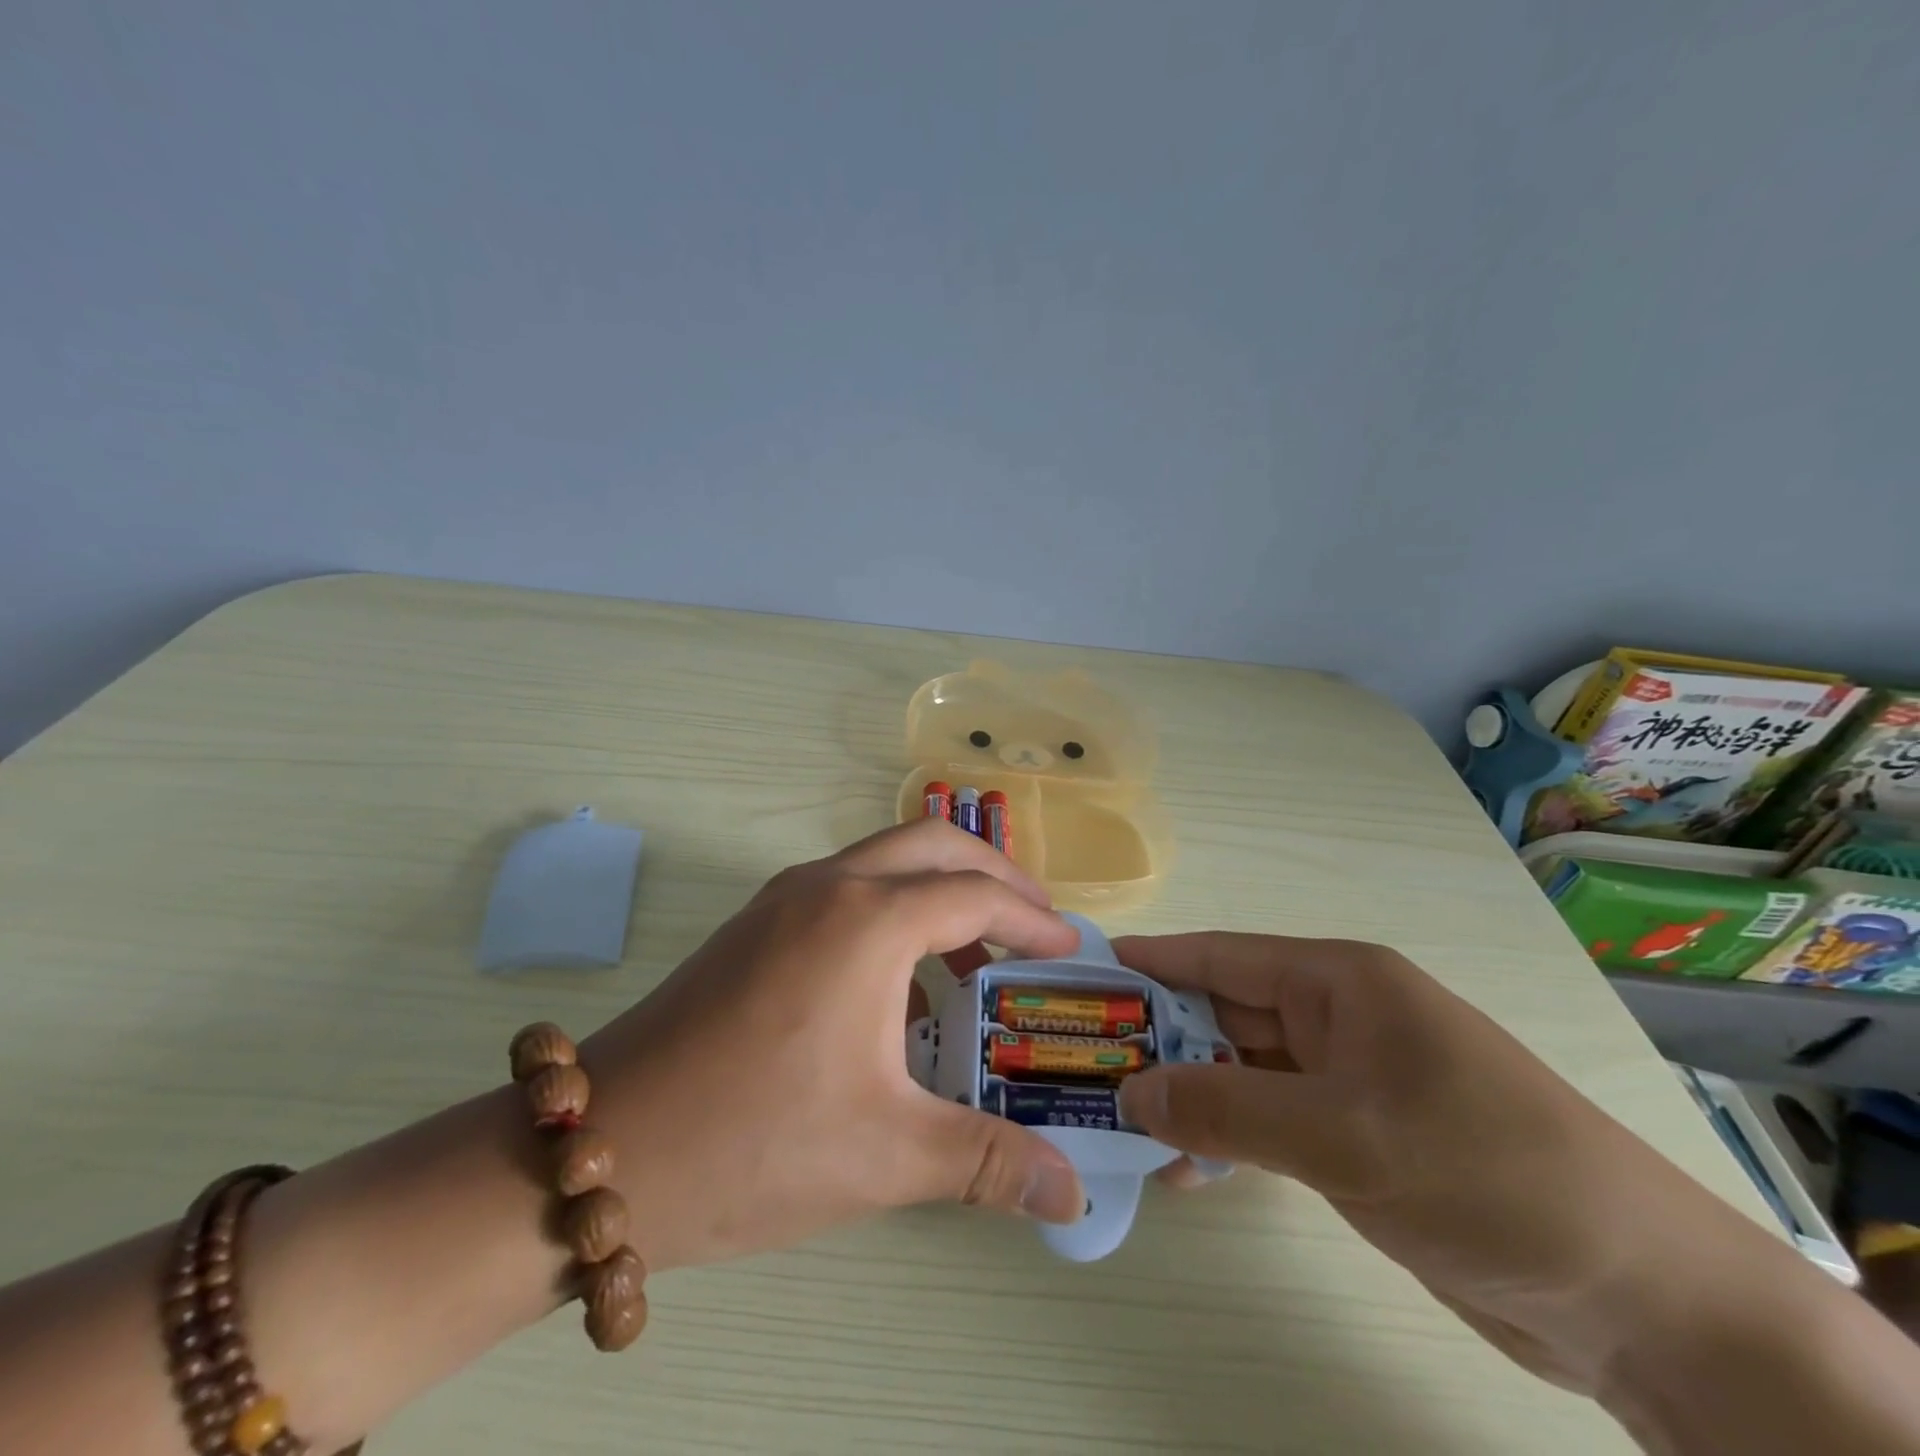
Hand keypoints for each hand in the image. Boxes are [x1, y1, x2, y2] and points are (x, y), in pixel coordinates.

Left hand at [581, 820, 1086, 1271]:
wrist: (602, 1148)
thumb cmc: (754, 1143)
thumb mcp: (885, 1155)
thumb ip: (989, 1163)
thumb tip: (1072, 1195)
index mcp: (867, 921)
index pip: (975, 896)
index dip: (1032, 920)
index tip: (1069, 949)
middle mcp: (828, 885)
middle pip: (933, 844)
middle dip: (994, 873)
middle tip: (1035, 923)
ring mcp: (783, 897)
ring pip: (885, 858)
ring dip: (940, 886)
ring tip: (977, 953)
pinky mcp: (755, 922)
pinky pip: (848, 886)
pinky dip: (895, 906)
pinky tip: (901, 979)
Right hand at [1111, 933, 1765, 1392]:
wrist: (1642, 1297)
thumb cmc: (1488, 1174)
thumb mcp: (1345, 1137)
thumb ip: (1228, 1109)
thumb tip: (1131, 1092)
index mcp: (1338, 982)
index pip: (1220, 957)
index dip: (1150, 962)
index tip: (1085, 973)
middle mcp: (1337, 1018)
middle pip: (1224, 1011)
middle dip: (1158, 1036)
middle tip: (1082, 1060)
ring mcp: (1348, 1079)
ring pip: (1241, 1069)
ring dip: (1187, 1093)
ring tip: (1117, 1120)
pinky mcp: (1358, 1138)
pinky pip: (1269, 1120)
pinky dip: (1226, 1137)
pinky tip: (1183, 1168)